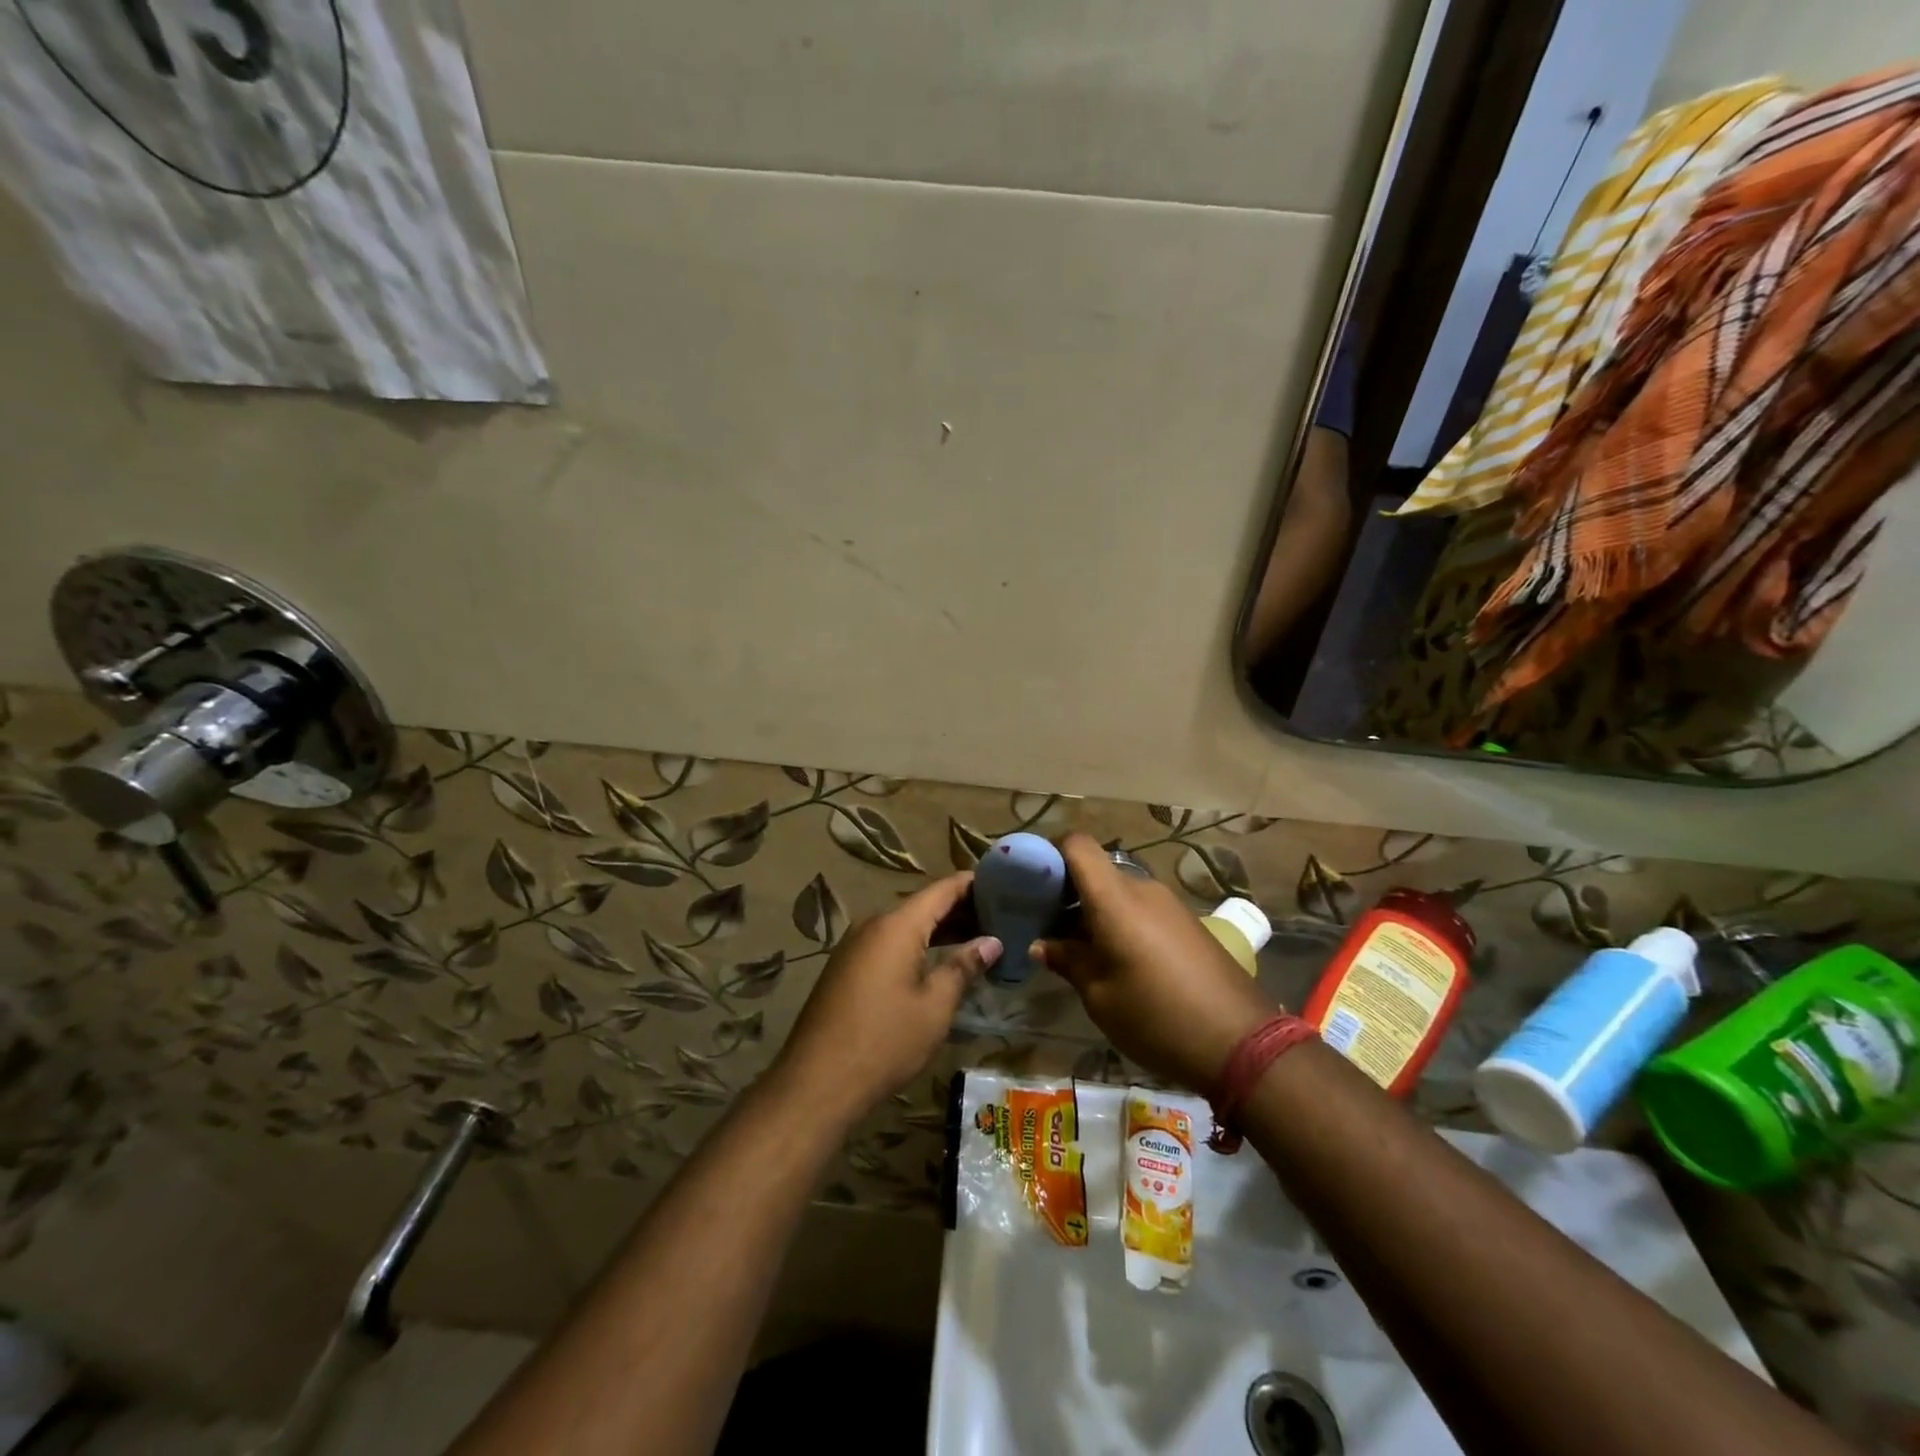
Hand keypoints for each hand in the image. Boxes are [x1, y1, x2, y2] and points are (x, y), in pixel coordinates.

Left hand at [772, 873, 1000, 1124]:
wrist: (817, 1082)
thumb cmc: (885, 1041)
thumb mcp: (934, 1007)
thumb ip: (963, 967)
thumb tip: (991, 942)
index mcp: (896, 926)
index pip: (942, 889)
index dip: (972, 883)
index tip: (1003, 882)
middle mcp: (873, 925)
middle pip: (923, 905)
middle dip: (960, 909)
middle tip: (1001, 916)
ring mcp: (855, 946)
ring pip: (905, 926)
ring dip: (939, 930)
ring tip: (978, 938)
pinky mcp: (846, 968)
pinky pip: (888, 944)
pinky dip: (917, 945)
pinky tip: (938, 961)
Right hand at [1035, 834, 1272, 1092]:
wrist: (1243, 1044)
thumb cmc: (1157, 1018)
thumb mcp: (1100, 997)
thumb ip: (1068, 961)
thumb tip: (1043, 944)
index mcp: (1115, 899)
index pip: (1077, 845)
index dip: (1050, 853)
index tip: (1031, 883)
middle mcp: (1142, 889)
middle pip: (1095, 870)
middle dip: (1067, 891)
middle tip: (1046, 926)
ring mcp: (1168, 904)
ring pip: (1117, 891)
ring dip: (1093, 910)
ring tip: (1078, 950)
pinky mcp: (1187, 922)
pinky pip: (1141, 908)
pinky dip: (1120, 922)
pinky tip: (1115, 960)